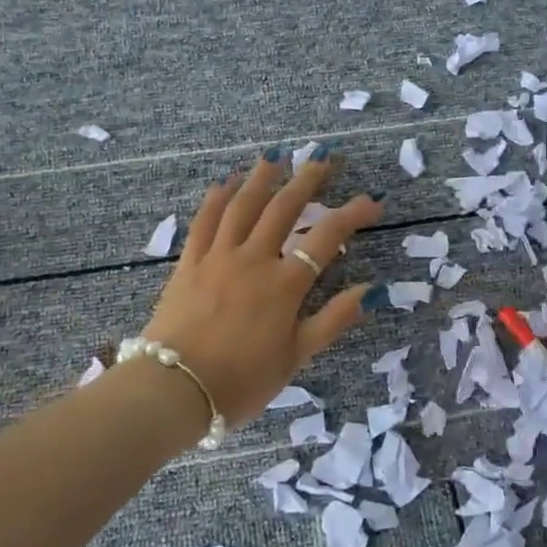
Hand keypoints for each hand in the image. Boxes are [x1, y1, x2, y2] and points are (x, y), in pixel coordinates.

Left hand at [141, 148, 383, 425]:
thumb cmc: (241, 381)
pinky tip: (226, 183)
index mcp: (284, 285)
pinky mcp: (189, 263)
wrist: (174, 390)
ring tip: (276, 156)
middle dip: (307, 180)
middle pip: (284, 208)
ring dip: (262, 178)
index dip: (352, 215)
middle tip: (324, 157)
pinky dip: (217, 198)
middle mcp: (254, 259)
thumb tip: (371, 290)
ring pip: (243, 205)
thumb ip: (332, 321)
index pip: (326, 238)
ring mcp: (218, 257)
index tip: (372, 201)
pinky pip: (204, 221)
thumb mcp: (295, 358)